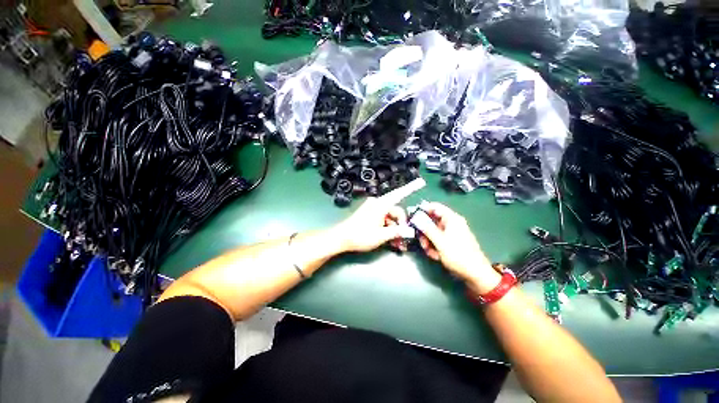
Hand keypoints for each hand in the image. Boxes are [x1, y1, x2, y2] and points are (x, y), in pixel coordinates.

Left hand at [332, 178, 424, 252]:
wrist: (341, 238)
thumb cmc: (360, 236)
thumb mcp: (381, 236)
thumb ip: (397, 232)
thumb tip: (410, 231)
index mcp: (381, 205)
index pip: (399, 194)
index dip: (411, 188)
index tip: (421, 182)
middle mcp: (378, 204)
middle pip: (396, 211)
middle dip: (401, 224)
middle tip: (404, 239)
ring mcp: (373, 209)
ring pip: (390, 217)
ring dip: (395, 229)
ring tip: (397, 243)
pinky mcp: (370, 214)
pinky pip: (383, 219)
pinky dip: (388, 228)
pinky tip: (390, 239)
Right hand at [411, 202, 500, 293]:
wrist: (475, 274)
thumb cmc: (458, 255)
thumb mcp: (440, 242)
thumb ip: (427, 228)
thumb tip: (416, 217)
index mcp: (452, 219)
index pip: (435, 207)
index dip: (423, 210)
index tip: (412, 217)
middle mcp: (452, 223)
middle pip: (432, 221)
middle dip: (425, 232)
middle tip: (422, 241)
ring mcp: (452, 233)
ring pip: (433, 232)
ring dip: (428, 241)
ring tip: (430, 252)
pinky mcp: (451, 242)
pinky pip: (438, 240)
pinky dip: (434, 246)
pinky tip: (436, 255)